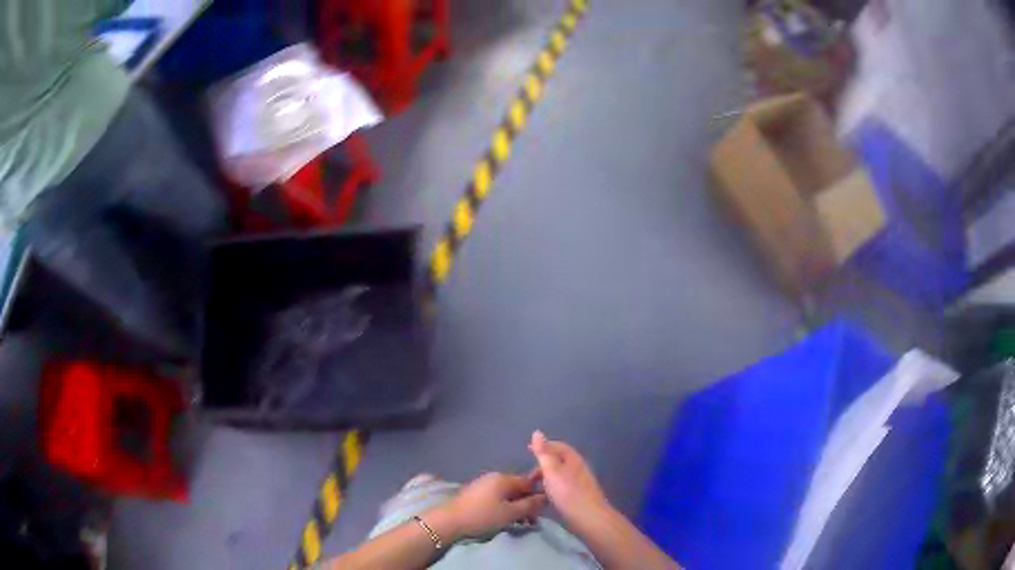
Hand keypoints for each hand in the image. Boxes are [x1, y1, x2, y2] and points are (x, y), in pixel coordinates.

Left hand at [431, 472, 545, 540]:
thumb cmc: (483, 516)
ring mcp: (483, 485)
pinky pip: (496, 498)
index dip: (537, 495)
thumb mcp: (510, 513)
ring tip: (521, 523)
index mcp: (504, 478)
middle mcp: (494, 478)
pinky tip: (505, 520)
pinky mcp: (475, 494)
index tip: (542, 510)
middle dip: (526, 504)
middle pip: (517, 488)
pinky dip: (504, 508)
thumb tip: (544, 497)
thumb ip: (529, 505)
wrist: (450, 521)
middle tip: (532, 521)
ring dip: (516, 508)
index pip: (528, 482)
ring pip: (507, 495)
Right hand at [529, 431, 610, 522]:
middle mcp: (578, 468)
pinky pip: (562, 487)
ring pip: (560, 475)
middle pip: (559, 461)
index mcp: (573, 459)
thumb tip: (537, 432)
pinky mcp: (579, 496)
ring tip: (533, 488)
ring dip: (546, 478)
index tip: (527, 450)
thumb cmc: (568, 492)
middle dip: (543, 465)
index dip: (543, 446)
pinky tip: (545, 498)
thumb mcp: (551, 470)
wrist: (588, 517)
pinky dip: (551, 489)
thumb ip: (543, 453)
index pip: (558, 446)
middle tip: (528, 476)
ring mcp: (580, 483)